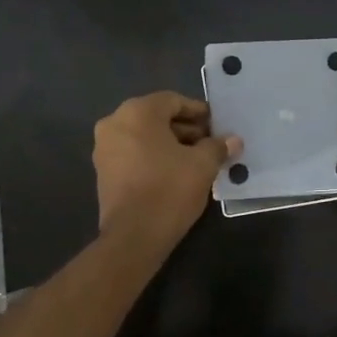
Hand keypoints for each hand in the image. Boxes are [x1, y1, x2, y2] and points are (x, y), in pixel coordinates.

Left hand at [93, 92, 241, 250]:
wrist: (134, 236)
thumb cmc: (169, 189)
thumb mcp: (202, 165)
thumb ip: (217, 147)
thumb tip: (233, 140)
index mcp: (137, 112)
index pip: (173, 101)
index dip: (198, 112)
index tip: (217, 126)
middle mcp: (114, 123)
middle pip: (157, 118)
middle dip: (185, 129)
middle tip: (210, 144)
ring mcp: (104, 149)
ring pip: (144, 137)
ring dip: (171, 145)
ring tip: (196, 161)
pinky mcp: (103, 172)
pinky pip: (133, 154)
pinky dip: (154, 158)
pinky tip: (175, 174)